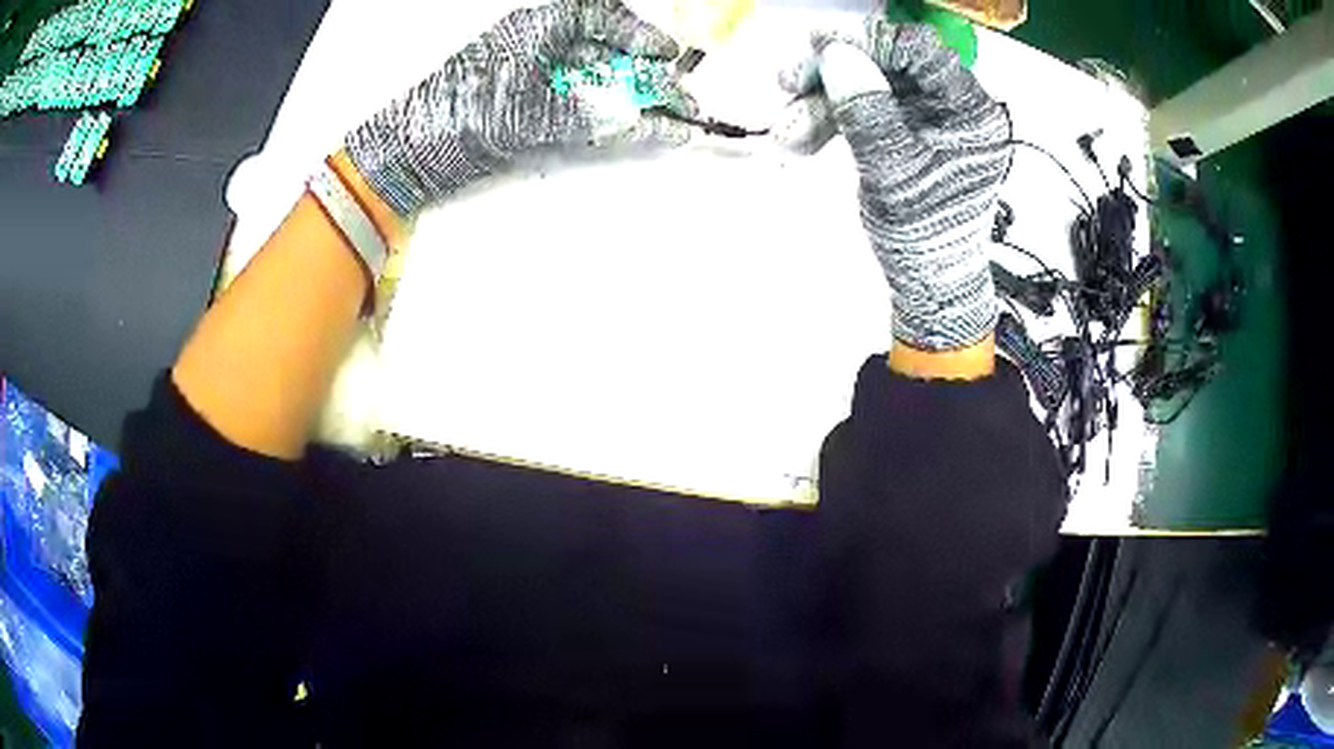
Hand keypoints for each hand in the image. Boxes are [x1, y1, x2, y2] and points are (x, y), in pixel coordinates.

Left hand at [345, 0, 695, 217]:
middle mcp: (541, 46)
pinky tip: (640, 128)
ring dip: (638, 99)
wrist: (411, 152)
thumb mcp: (523, 109)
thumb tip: (630, 118)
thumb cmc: (456, 115)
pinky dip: (614, 118)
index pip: (600, 16)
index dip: (640, 33)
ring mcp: (537, 78)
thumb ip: (580, 113)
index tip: (669, 55)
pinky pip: (585, 106)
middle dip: (649, 74)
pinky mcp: (532, 107)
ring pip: (600, 79)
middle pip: (609, 50)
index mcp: (538, 27)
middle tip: (683, 101)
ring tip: (674, 119)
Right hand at [780, 22, 1011, 352]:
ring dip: (823, 102)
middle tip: (787, 82)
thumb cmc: (924, 237)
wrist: (927, 284)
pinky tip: (801, 138)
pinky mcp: (907, 132)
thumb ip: (868, 111)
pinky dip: (831, 119)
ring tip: (787, 131)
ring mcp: (928, 119)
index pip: (921, 53)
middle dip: (835, 73)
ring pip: (870, 87)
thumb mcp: (894, 173)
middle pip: (889, 66)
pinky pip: (867, 110)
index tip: (819, 46)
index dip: (869, 42)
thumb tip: (837, 54)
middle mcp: (952, 107)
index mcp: (969, 113)